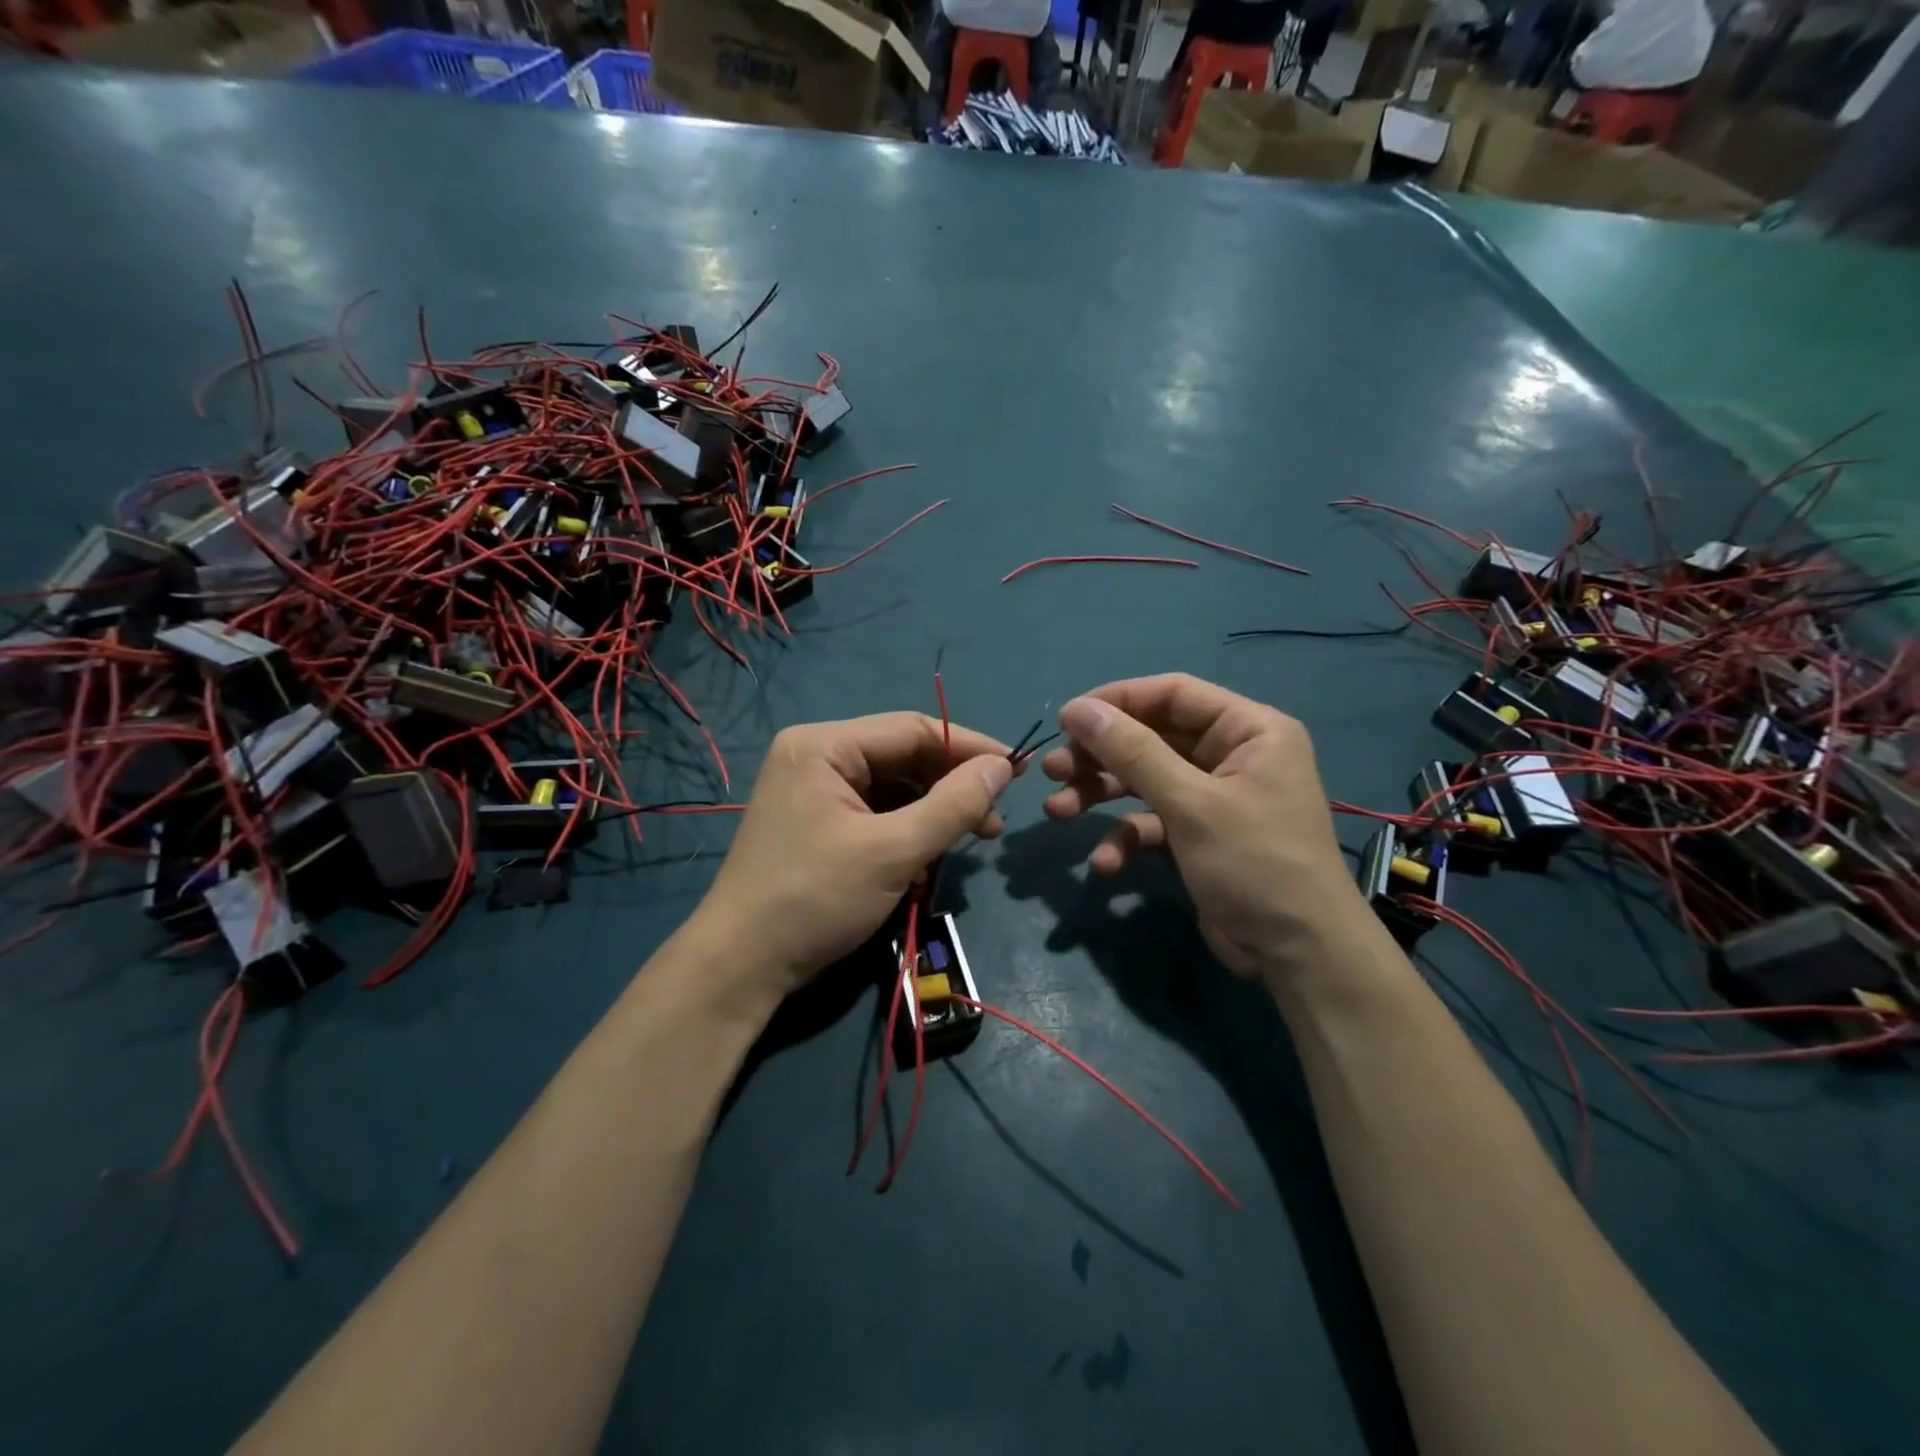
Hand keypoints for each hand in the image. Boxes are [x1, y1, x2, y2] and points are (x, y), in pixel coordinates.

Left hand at [693, 713, 1014, 1002]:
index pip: (912, 729)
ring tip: (970, 841)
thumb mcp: (893, 851)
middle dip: (950, 788)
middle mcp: (816, 757)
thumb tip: (1003, 767)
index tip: (1017, 771)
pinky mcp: (817, 823)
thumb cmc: (815, 899)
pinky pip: (876, 813)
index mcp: (823, 746)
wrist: (742, 967)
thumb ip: (953, 805)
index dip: (969, 748)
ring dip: (933, 814)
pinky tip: (927, 861)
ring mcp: (814, 791)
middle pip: (902, 758)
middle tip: (993, 822)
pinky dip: (907, 832)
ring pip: (893, 788)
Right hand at [1039, 674, 1363, 980]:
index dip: (1117, 701)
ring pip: (1144, 780)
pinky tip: (1105, 863)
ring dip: (1101, 794)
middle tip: (1053, 770)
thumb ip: (1132, 752)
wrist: (1299, 956)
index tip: (1067, 719)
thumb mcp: (1190, 803)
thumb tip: (1076, 708)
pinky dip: (1125, 838)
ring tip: (1057, 810)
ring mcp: (1213, 798)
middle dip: (1100, 755)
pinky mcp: (1198, 836)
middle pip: (1152, 738)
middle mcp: (1232, 755)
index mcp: (1249, 730)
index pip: (1173, 695)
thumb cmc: (1254, 863)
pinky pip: (1152, 823)